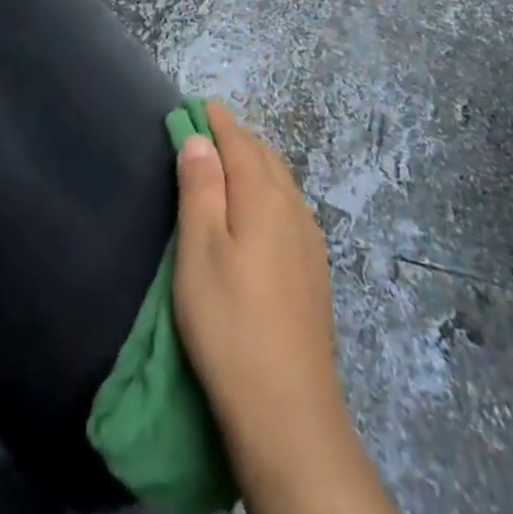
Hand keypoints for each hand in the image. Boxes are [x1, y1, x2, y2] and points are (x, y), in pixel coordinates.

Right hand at [172, 101, 346, 458]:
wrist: (287, 410)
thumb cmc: (228, 321)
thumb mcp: (199, 248)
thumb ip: (200, 187)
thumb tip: (199, 137)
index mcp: (263, 196)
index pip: (239, 142)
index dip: (217, 120)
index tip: (197, 103)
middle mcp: (293, 209)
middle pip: (264, 157)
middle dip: (236, 137)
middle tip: (207, 128)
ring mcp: (310, 242)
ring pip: (281, 182)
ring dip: (255, 162)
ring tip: (229, 161)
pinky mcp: (315, 272)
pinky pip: (291, 207)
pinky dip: (270, 190)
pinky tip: (261, 209)